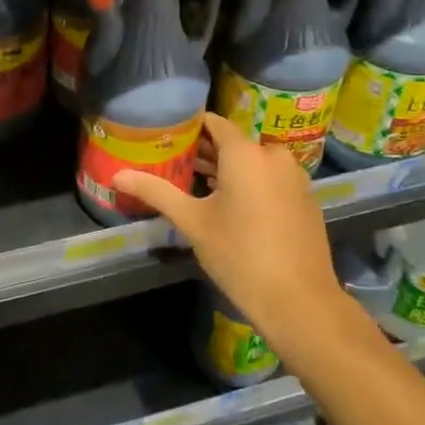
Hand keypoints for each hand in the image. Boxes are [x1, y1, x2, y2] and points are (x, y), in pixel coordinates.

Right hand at [113, 113, 347, 354]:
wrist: (299, 302)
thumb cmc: (239, 256)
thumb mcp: (192, 222)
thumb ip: (156, 192)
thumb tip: (117, 176)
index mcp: (246, 153)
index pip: (213, 123)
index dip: (189, 127)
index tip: (166, 135)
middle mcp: (274, 155)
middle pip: (234, 142)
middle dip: (206, 151)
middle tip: (175, 163)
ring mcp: (295, 177)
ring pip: (254, 161)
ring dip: (228, 169)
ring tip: (197, 185)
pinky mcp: (306, 198)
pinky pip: (272, 178)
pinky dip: (252, 183)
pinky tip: (233, 207)